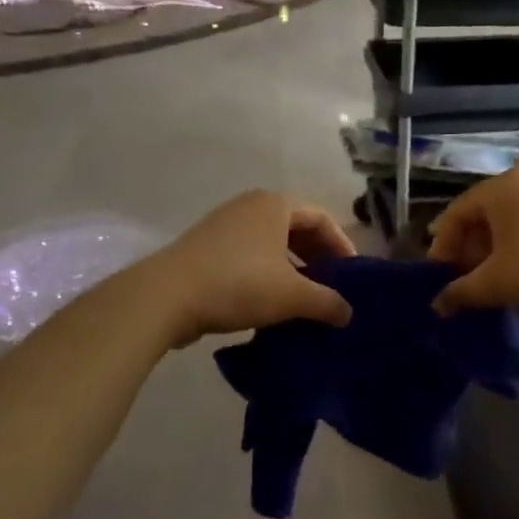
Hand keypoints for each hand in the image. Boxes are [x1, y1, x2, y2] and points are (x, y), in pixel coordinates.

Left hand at [146, 190, 355, 346]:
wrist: (166, 296)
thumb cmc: (238, 284)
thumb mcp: (291, 296)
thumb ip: (326, 302)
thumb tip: (347, 313)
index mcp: (275, 204)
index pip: (322, 219)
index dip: (342, 246)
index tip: (352, 276)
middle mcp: (250, 206)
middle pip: (296, 228)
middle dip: (317, 257)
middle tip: (331, 286)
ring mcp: (224, 224)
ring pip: (271, 243)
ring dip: (292, 267)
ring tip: (304, 297)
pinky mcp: (205, 247)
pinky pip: (249, 254)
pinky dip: (267, 272)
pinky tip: (270, 302)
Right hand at [428, 168, 518, 315]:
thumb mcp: (498, 283)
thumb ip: (461, 292)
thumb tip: (437, 305)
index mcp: (499, 189)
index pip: (456, 212)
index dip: (442, 245)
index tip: (437, 275)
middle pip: (482, 213)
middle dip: (467, 247)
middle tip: (462, 278)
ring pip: (508, 219)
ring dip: (491, 248)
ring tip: (489, 277)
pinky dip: (516, 244)